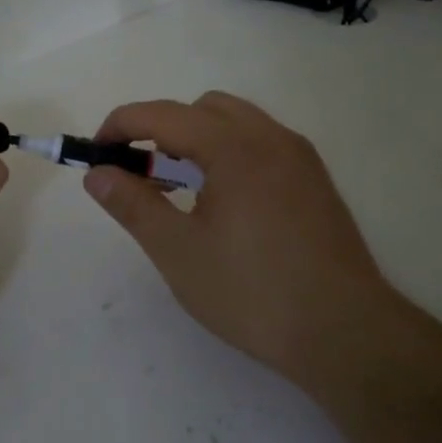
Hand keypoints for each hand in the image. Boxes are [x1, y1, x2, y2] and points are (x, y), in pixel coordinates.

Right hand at [83, 91, 393, 385]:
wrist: (344, 333)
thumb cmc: (252, 292)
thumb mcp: (178, 251)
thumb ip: (133, 204)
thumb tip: (97, 174)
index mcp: (234, 147)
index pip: (163, 115)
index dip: (121, 126)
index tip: (97, 153)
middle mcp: (271, 138)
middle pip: (202, 109)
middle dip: (162, 129)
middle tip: (141, 174)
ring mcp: (300, 157)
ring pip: (236, 123)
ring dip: (198, 139)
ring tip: (181, 189)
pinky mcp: (316, 181)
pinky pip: (262, 144)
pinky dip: (229, 153)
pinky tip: (224, 203)